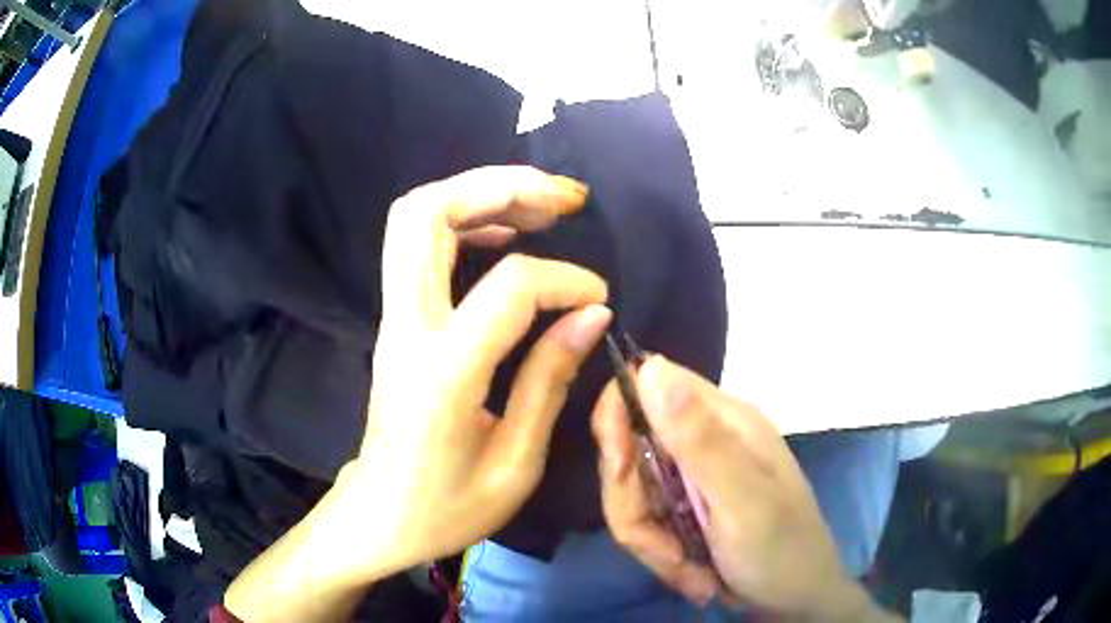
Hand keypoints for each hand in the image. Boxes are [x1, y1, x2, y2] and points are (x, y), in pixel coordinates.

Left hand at [226, 166, 612, 620]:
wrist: (379, 517)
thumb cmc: (447, 507)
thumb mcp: (515, 465)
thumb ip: (550, 381)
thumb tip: (591, 314)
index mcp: (443, 374)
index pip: (509, 288)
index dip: (564, 279)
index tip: (598, 298)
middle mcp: (407, 329)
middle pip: (426, 214)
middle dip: (499, 187)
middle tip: (562, 198)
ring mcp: (392, 319)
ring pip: (415, 218)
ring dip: (480, 194)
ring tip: (542, 205)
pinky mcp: (395, 321)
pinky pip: (417, 245)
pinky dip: (463, 221)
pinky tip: (504, 234)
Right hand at [592, 356, 896, 620]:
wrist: (796, 598)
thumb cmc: (780, 549)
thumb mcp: (743, 500)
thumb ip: (700, 439)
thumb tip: (651, 366)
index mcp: (724, 420)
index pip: (646, 385)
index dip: (618, 420)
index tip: (619, 469)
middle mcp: (704, 439)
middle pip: (629, 450)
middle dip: (636, 506)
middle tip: (667, 549)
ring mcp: (692, 476)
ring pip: (631, 493)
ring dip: (650, 540)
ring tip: (686, 567)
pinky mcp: (684, 507)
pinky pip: (644, 519)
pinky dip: (658, 551)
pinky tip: (690, 571)